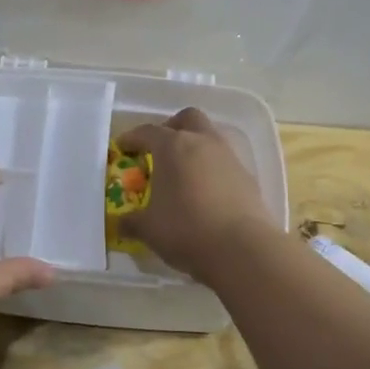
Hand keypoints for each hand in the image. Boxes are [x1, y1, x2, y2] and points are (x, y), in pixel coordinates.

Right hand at [117, 109, 275, 280]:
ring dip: (195, 149)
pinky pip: (224, 163)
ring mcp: (229, 158)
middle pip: (187, 119)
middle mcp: (202, 143)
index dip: (132, 138)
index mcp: (172, 147)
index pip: (147, 132)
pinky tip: (205, 194)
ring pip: (210, 138)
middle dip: (171, 128)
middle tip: (159, 149)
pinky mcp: (248, 177)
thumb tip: (120, 223)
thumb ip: (131, 221)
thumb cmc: (185, 230)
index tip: (123, 148)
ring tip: (182, 175)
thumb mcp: (148, 229)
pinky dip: (212, 170)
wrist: (242, 250)